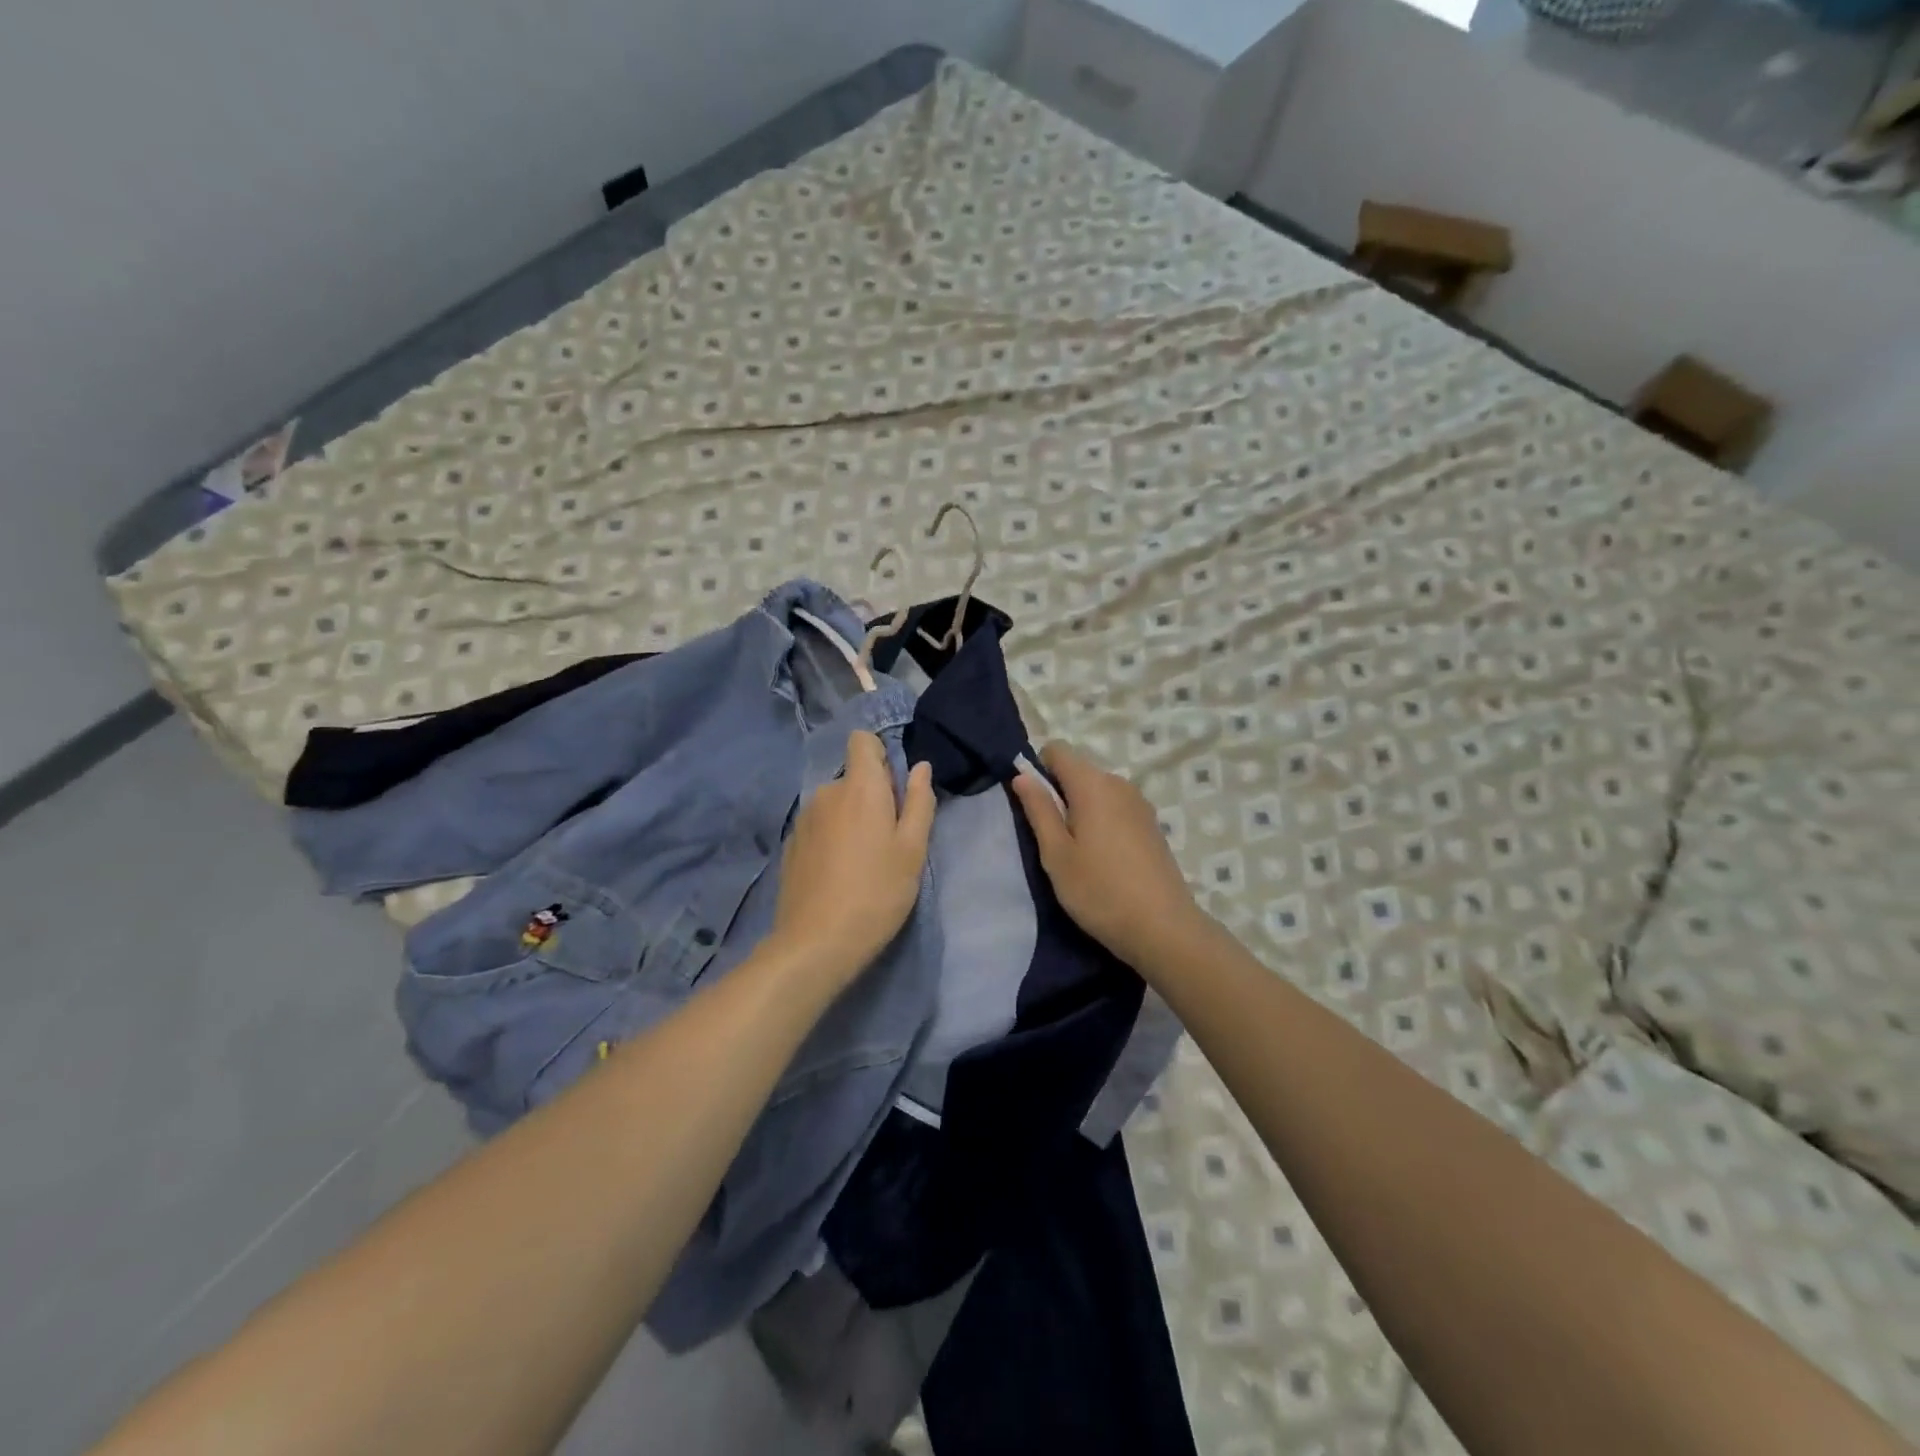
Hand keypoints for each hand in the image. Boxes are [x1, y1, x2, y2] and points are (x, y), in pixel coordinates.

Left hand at [770, 730, 934, 993]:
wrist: (816, 943)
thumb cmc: (877, 892)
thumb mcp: (912, 850)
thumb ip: (918, 802)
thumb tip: (920, 767)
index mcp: (859, 787)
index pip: (862, 740)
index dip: (880, 754)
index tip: (895, 788)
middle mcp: (826, 793)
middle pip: (853, 777)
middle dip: (872, 796)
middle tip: (889, 840)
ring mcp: (803, 819)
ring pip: (836, 804)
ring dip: (851, 819)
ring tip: (864, 862)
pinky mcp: (791, 845)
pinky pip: (819, 826)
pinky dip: (832, 839)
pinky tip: (839, 874)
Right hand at [1010, 741, 1206, 971]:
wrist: (1162, 928)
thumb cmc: (1099, 891)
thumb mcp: (1056, 853)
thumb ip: (1038, 809)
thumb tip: (1022, 776)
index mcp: (1093, 784)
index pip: (1057, 750)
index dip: (1038, 770)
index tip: (1034, 806)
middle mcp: (1119, 783)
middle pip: (1078, 771)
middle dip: (1059, 794)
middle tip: (1052, 839)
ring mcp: (1140, 804)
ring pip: (1098, 792)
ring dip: (1081, 811)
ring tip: (1077, 853)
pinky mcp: (1152, 824)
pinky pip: (1116, 808)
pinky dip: (1102, 822)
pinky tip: (1104, 860)